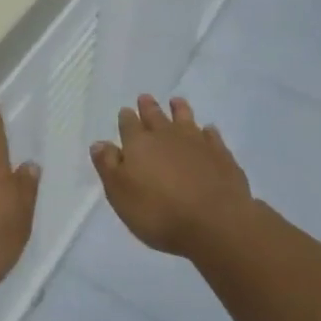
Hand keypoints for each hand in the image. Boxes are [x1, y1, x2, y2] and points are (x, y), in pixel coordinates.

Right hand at [91, 95, 251, 256]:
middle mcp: (166, 135)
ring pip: (185, 118)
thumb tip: (99, 143)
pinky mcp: (221, 154)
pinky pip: (212, 136)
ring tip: (176, 102)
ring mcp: (197, 142)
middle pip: (155, 116)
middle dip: (148, 107)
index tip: (126, 112)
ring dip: (179, 109)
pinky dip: (207, 132)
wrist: (215, 222)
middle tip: (145, 98)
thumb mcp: (120, 194)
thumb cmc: (159, 212)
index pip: (128, 124)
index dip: (126, 118)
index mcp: (139, 143)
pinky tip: (208, 131)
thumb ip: (108, 166)